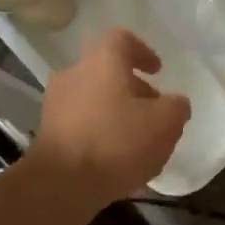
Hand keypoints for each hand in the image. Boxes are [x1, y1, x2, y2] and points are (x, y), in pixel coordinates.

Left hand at [28, 28, 189, 202]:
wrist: (59, 185)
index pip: (121, 39)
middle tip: (153, 112)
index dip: (143, 51)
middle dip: (133, 89)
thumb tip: (175, 103)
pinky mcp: (47, 133)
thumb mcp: (165, 124)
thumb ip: (176, 107)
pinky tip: (115, 158)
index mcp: (103, 62)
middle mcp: (74, 74)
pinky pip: (80, 123)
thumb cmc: (116, 142)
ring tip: (137, 140)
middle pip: (107, 71)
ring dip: (115, 112)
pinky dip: (99, 132)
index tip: (157, 71)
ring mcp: (56, 104)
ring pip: (93, 98)